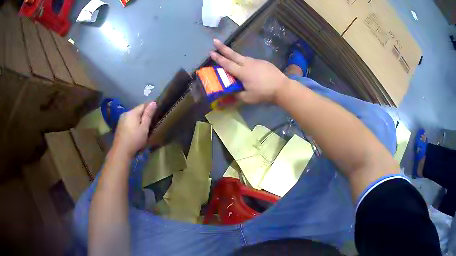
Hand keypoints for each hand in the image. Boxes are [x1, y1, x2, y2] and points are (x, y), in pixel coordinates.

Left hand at [111, 102, 156, 156]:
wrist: (121, 152)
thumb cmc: (134, 140)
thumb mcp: (144, 128)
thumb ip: (148, 115)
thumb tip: (153, 102)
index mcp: (132, 113)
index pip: (143, 105)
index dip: (150, 107)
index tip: (157, 112)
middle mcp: (125, 113)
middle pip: (137, 111)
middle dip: (144, 114)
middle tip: (152, 121)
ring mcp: (121, 120)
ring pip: (132, 117)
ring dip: (138, 120)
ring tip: (145, 127)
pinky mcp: (119, 127)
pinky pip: (128, 122)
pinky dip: (133, 124)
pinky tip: (136, 131)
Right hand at [210, 39, 289, 103]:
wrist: (281, 87)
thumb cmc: (264, 93)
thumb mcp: (248, 98)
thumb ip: (237, 95)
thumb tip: (230, 93)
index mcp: (242, 72)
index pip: (227, 64)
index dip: (218, 58)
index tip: (211, 52)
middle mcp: (247, 64)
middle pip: (233, 54)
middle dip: (223, 48)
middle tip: (215, 40)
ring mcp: (256, 62)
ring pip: (242, 57)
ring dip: (234, 55)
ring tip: (230, 56)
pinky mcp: (263, 62)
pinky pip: (251, 61)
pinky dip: (246, 62)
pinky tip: (249, 68)